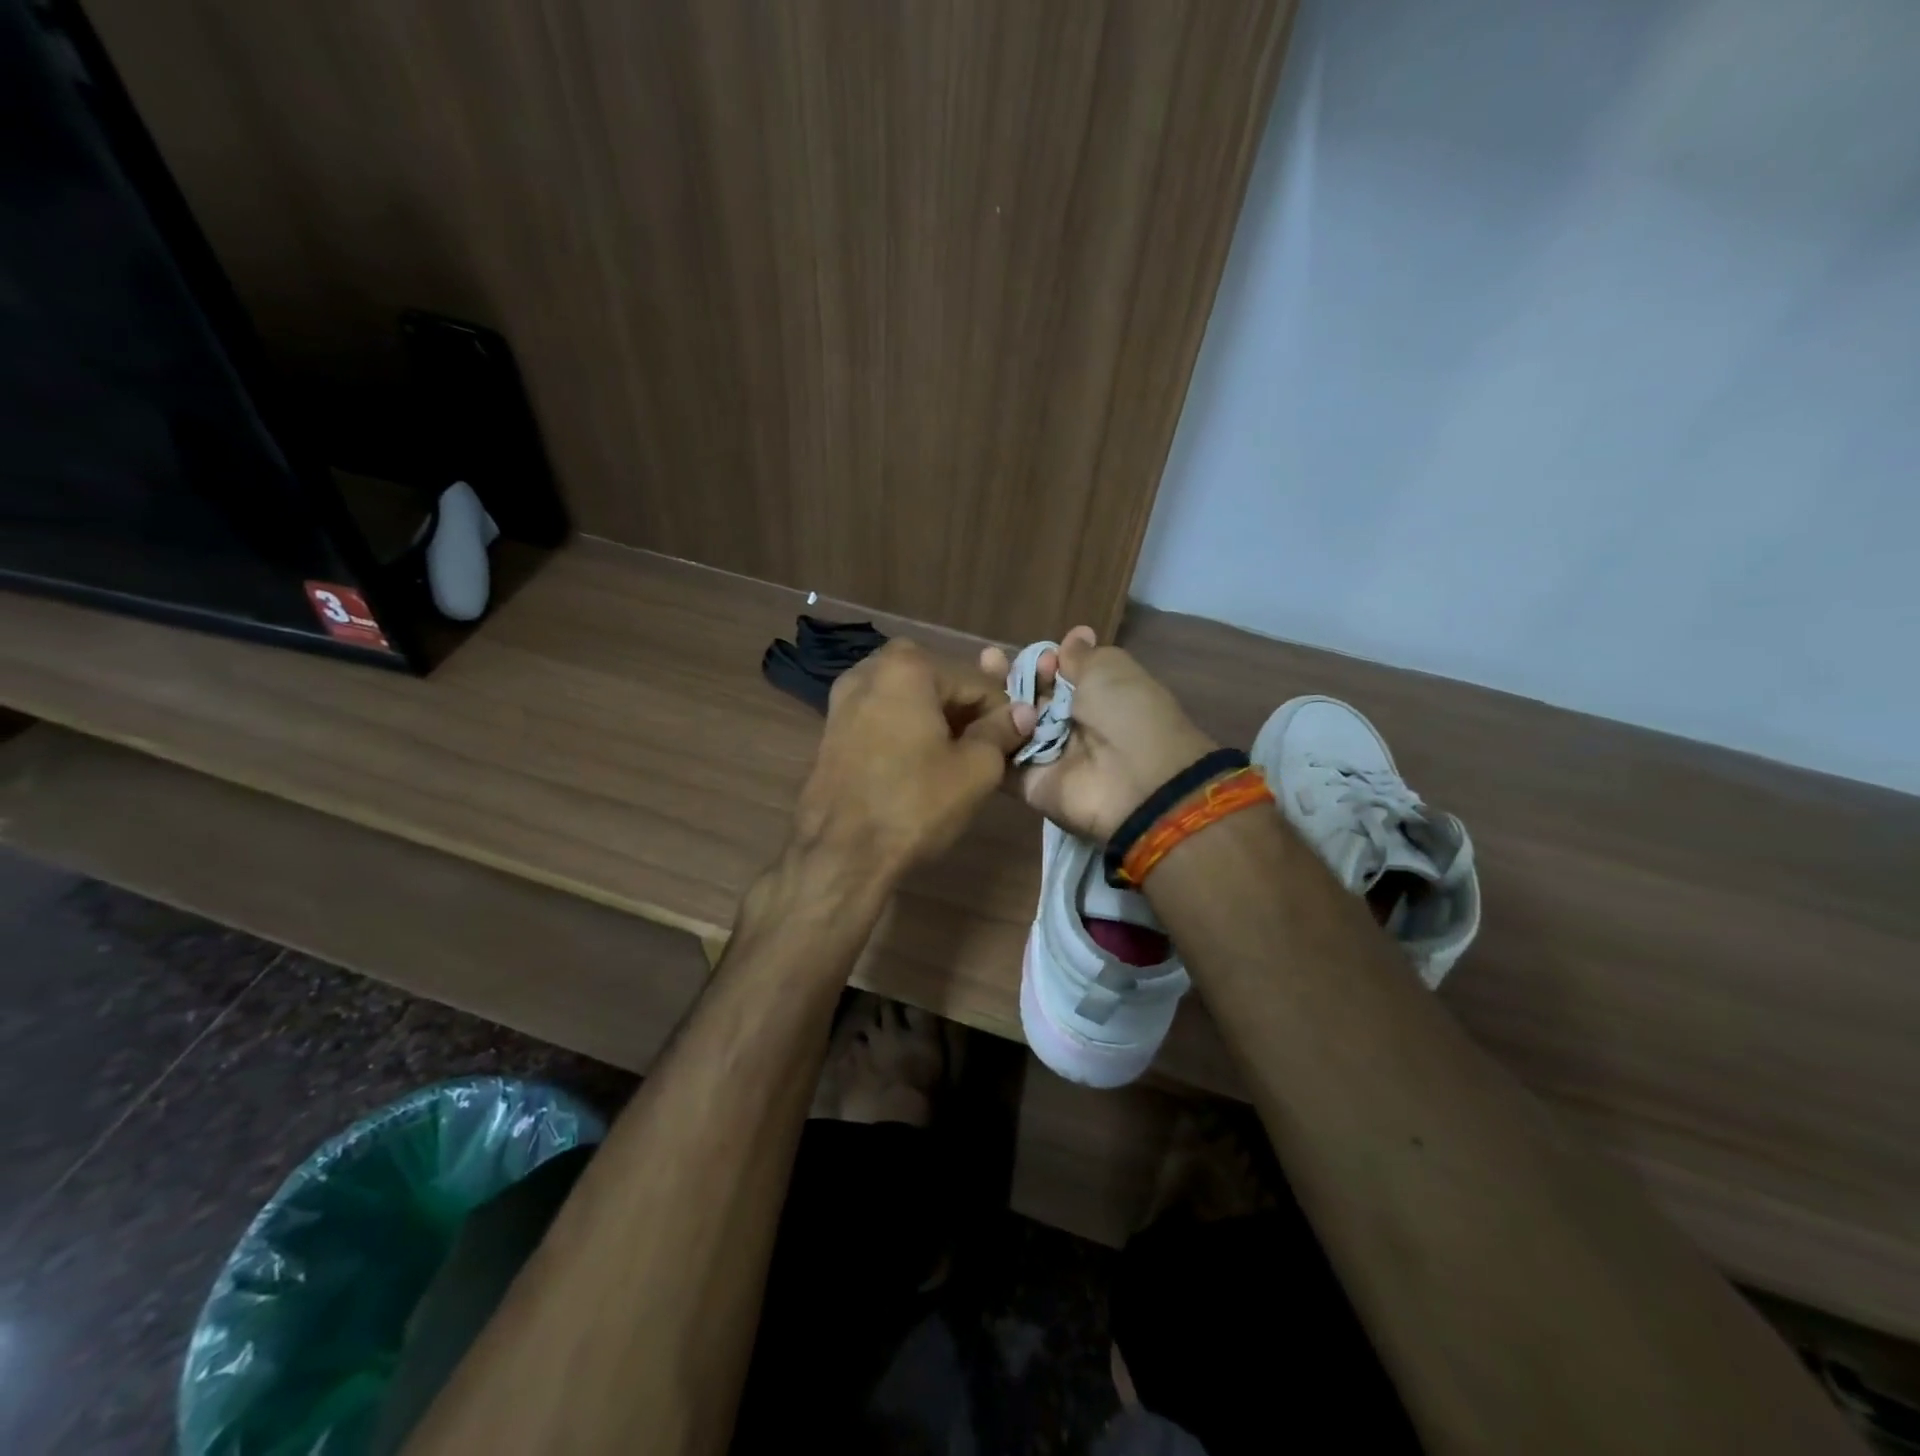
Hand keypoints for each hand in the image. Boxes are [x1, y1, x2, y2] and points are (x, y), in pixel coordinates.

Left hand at [794, 639, 1037, 876]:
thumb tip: (1022, 712)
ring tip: (954, 758)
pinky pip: (883, 714)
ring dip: (935, 718)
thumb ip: (1001, 732)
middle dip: (965, 711)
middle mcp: (871, 669)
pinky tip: (917, 762)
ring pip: (908, 697)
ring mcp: (844, 697)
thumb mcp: (975, 770)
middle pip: (939, 682)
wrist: (840, 854)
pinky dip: (905, 728)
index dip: (1003, 713)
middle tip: (983, 750)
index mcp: (909, 667)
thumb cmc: (914, 805)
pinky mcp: (832, 726)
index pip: (977, 681)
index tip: (1014, 744)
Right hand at [980, 627, 1216, 841]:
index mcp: (1094, 695)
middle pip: (1028, 697)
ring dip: (992, 704)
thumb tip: (1076, 634)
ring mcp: (1046, 755)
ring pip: (1009, 724)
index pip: (1055, 674)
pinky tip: (970, 715)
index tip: (1043, 658)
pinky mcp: (1028, 784)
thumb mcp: (1111, 670)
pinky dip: (985, 740)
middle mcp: (1068, 724)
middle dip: (1010, 677)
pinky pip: (1000, 759)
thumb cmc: (1127, 715)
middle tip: (990, 660)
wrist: (1136, 782)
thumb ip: (1082, 656)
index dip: (1043, 662)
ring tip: (976, 686)